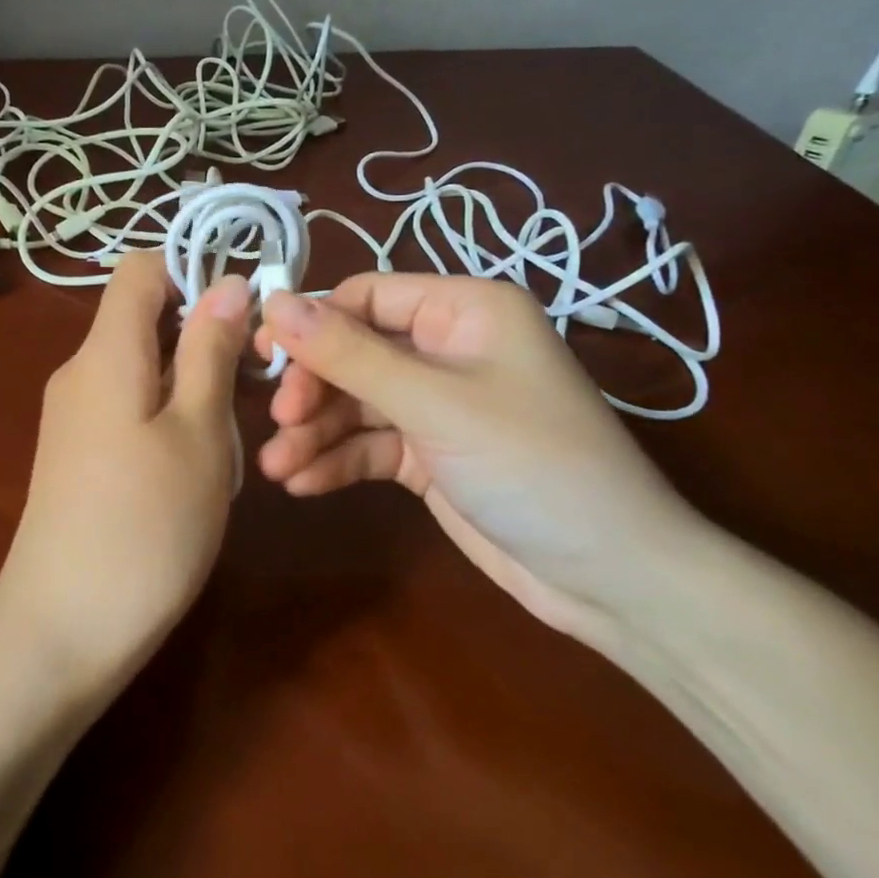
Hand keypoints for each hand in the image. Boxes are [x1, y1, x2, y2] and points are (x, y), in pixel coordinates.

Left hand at [0, 252, 251, 697]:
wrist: (62, 630)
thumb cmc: (145, 524)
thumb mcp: (197, 431)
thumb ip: (209, 350)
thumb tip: (225, 281)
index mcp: (105, 350)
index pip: (140, 268)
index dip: (193, 272)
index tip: (244, 315)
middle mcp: (80, 371)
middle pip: (145, 319)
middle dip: (203, 339)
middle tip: (252, 391)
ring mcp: (73, 415)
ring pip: (144, 368)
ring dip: (192, 387)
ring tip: (227, 443)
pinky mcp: (76, 454)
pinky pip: (128, 407)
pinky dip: (168, 418)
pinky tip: (194, 470)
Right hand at [256, 275, 708, 643]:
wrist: (613, 580)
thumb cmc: (532, 464)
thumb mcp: (434, 403)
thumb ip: (349, 354)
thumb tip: (274, 302)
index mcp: (464, 310)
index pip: (365, 297)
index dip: (312, 324)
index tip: (265, 358)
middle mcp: (447, 348)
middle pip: (353, 352)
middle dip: (313, 389)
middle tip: (279, 423)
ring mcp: (437, 404)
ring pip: (356, 403)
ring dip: (315, 433)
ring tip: (277, 468)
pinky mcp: (429, 454)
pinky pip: (370, 445)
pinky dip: (337, 461)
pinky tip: (304, 484)